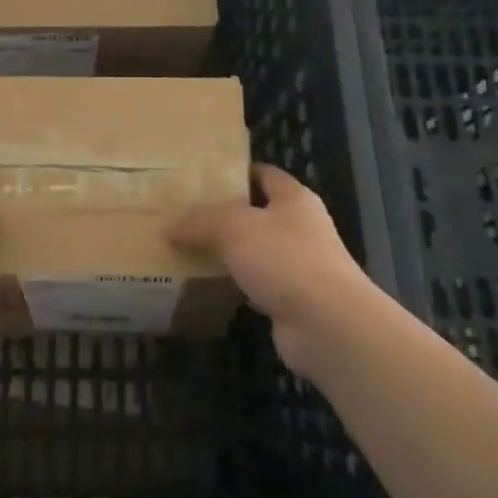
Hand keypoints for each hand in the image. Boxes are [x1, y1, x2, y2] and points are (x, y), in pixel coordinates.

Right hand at [168, 164, 373, 377]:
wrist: (327, 325)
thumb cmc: (285, 259)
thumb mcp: (234, 227)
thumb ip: (200, 221)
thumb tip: (170, 228)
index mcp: (294, 199)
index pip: (265, 174)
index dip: (236, 172)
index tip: (202, 177)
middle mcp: (301, 228)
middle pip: (257, 213)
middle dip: (224, 215)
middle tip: (185, 215)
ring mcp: (299, 266)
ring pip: (254, 251)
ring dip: (228, 253)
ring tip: (188, 248)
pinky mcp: (292, 300)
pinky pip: (255, 284)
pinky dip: (234, 284)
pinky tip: (207, 285)